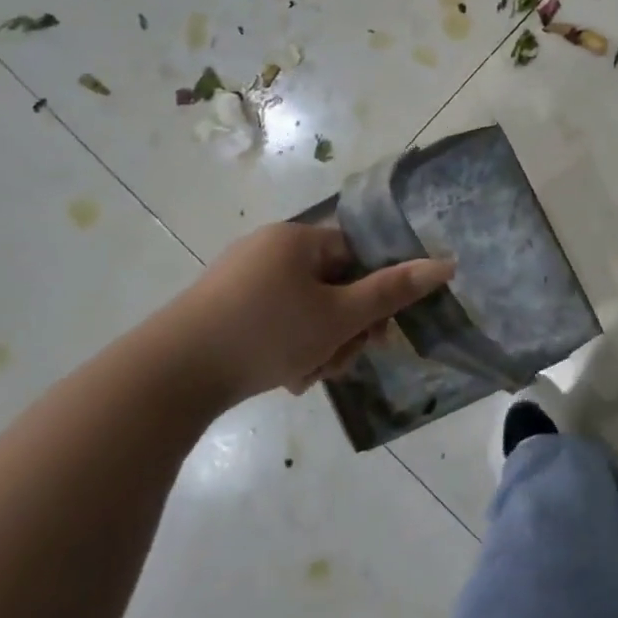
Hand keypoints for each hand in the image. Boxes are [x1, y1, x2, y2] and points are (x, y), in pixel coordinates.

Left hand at [164, 222, 454, 403]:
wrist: (171, 375)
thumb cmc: (267, 334)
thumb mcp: (339, 317)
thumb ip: (394, 291)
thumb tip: (446, 264)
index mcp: (297, 239)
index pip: (358, 254)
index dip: (375, 294)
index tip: (377, 332)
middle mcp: (269, 249)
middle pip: (333, 285)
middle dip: (345, 328)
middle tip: (340, 361)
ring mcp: (241, 278)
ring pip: (306, 309)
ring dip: (320, 344)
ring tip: (308, 376)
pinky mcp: (223, 306)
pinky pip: (276, 320)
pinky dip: (289, 346)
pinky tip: (286, 378)